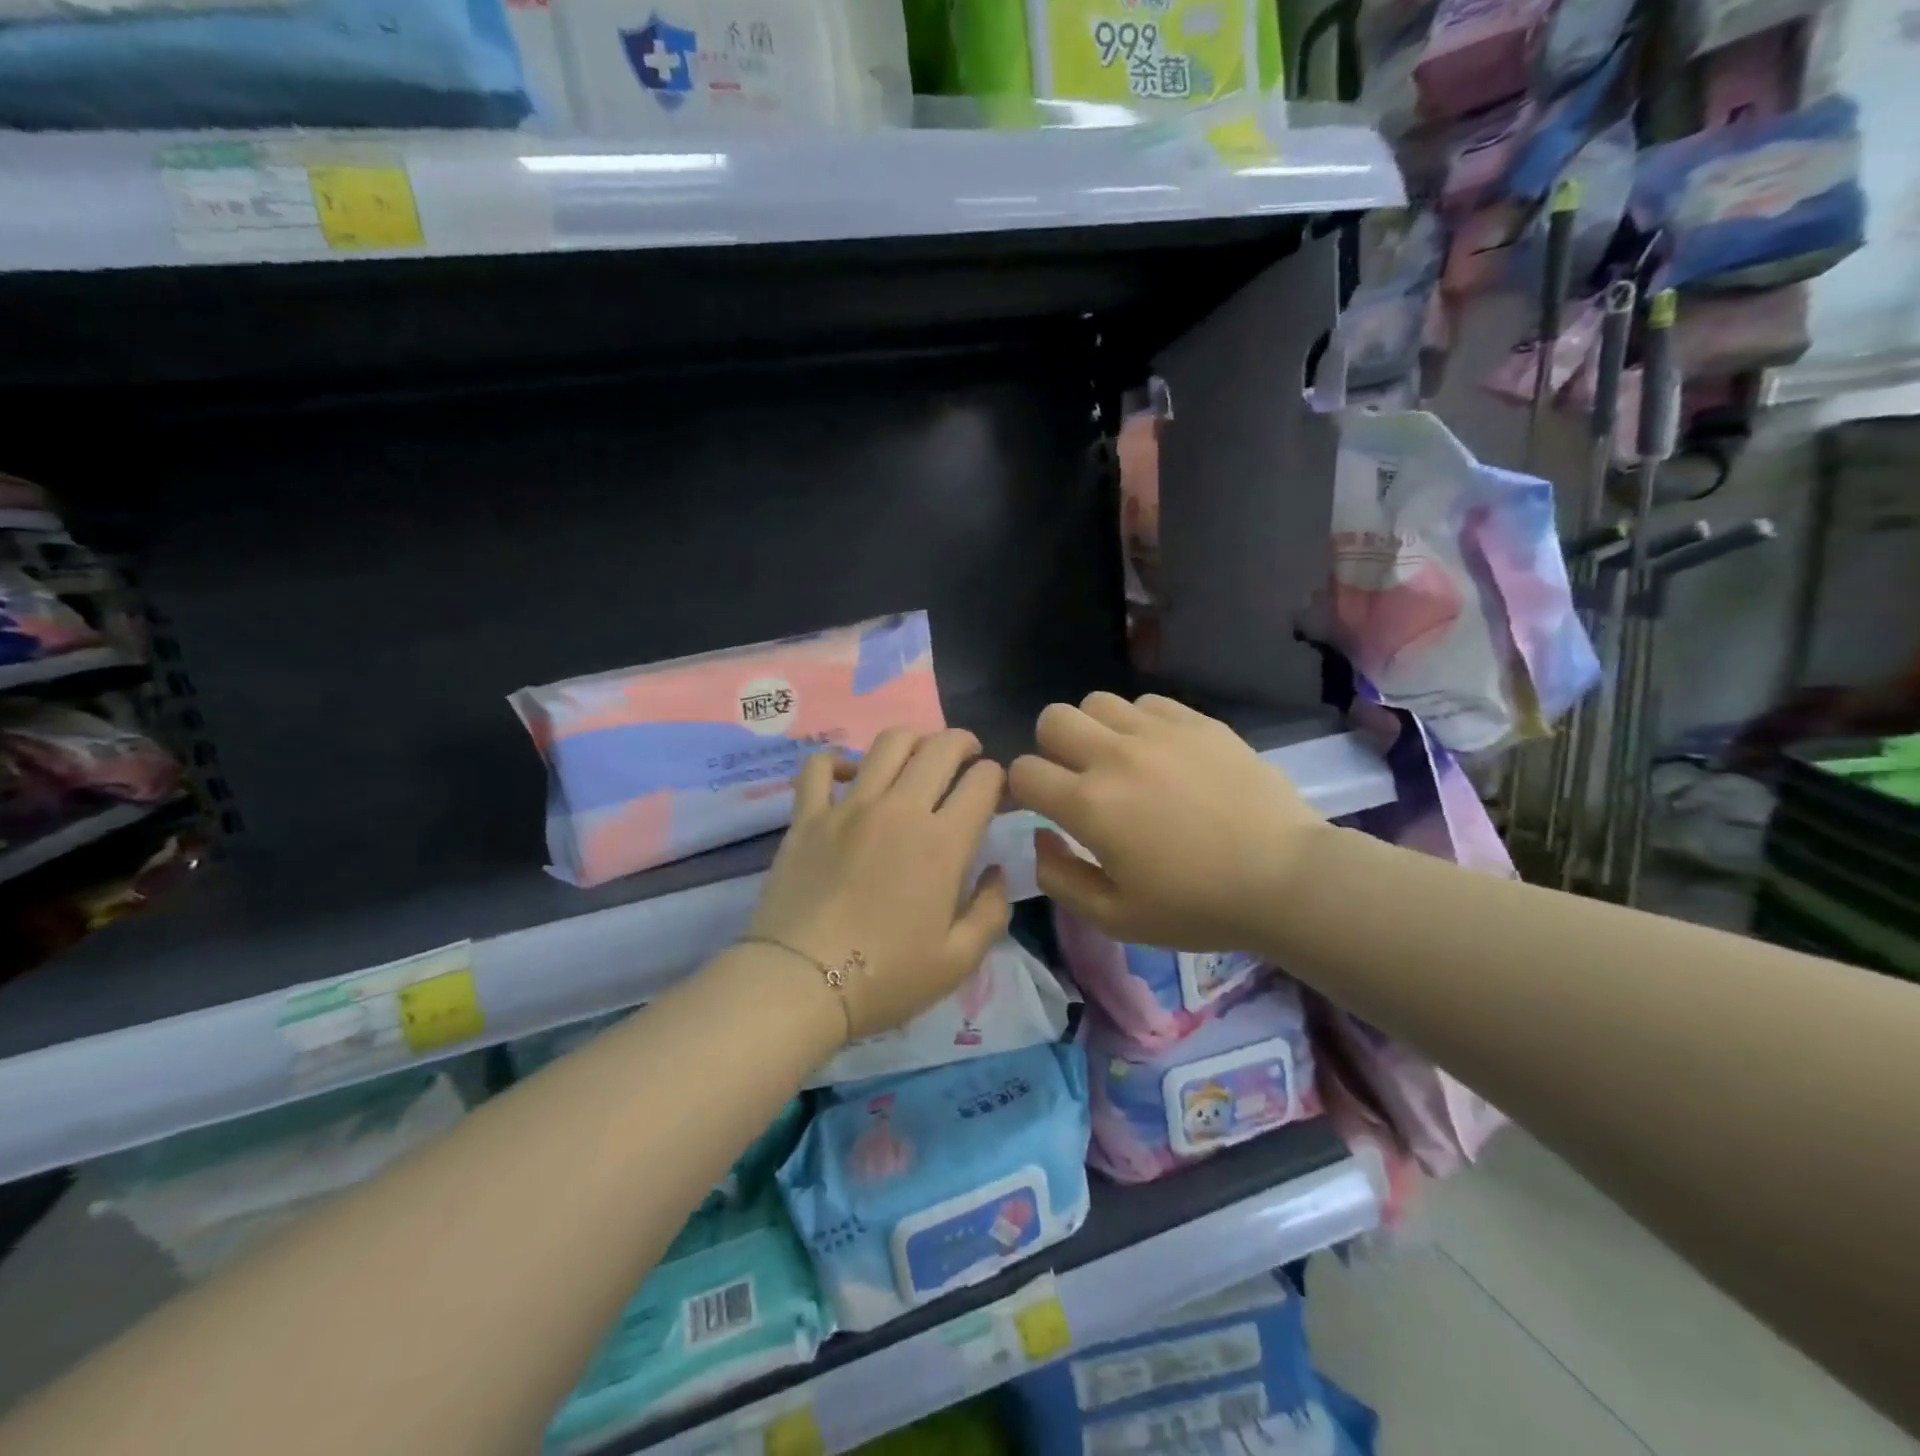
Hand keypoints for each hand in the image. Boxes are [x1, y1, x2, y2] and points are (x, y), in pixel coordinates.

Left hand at [748, 728, 1010, 1041]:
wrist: (799, 985)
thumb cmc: (885, 977)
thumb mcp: (958, 960)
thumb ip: (992, 911)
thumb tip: (997, 871)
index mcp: (943, 842)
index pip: (983, 782)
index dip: (997, 778)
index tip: (995, 793)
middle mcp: (900, 809)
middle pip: (940, 747)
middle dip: (964, 744)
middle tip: (967, 758)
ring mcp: (849, 806)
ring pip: (888, 744)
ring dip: (913, 739)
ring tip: (918, 756)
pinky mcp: (807, 816)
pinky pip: (820, 766)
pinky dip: (837, 760)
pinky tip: (849, 774)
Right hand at [1008, 693, 1326, 953]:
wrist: (1286, 880)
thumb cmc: (1197, 907)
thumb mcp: (1115, 918)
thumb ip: (1060, 878)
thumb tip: (1040, 837)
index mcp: (1090, 804)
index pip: (1023, 771)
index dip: (1023, 790)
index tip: (1043, 806)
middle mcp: (1115, 756)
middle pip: (1052, 718)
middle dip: (1051, 747)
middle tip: (1078, 778)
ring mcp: (1159, 732)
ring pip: (1097, 702)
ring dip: (1095, 730)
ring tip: (1120, 761)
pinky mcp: (1197, 722)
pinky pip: (1146, 702)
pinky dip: (1139, 723)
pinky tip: (1161, 754)